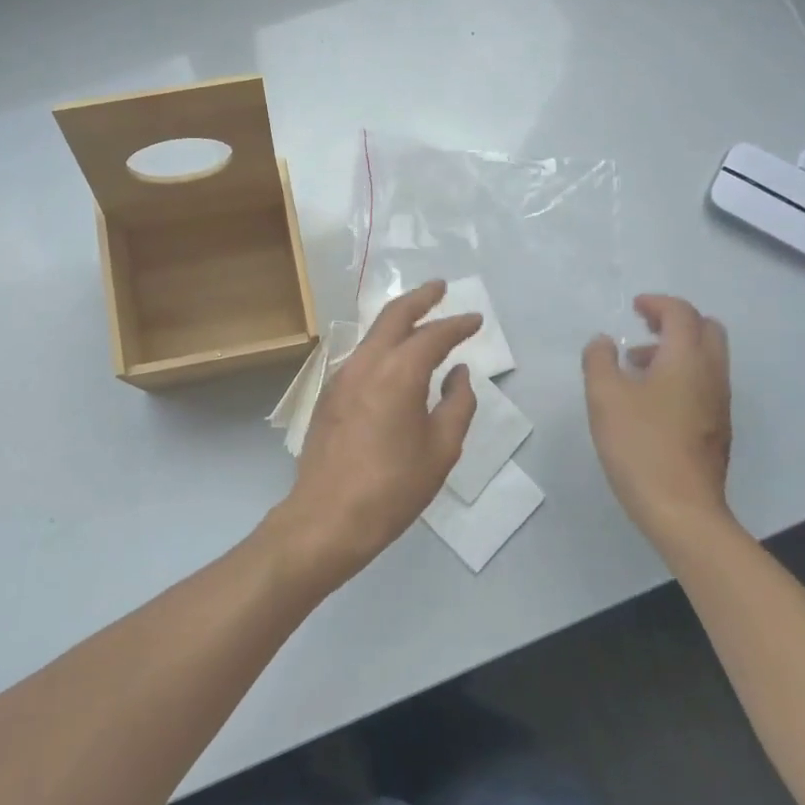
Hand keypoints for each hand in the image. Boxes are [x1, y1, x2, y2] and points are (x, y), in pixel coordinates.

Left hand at [264, 281, 480, 592]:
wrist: (328, 516)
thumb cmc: (393, 487)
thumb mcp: (441, 449)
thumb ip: (457, 404)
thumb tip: (458, 372)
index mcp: (398, 373)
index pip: (433, 335)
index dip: (457, 324)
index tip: (476, 319)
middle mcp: (365, 363)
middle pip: (394, 315)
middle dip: (420, 297)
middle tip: (441, 287)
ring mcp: (341, 376)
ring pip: (373, 333)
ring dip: (398, 320)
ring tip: (420, 317)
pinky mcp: (328, 393)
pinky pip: (360, 356)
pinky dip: (382, 344)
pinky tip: (393, 357)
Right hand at [582, 295, 734, 550]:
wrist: (681, 508)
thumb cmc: (639, 445)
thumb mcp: (604, 396)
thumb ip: (599, 360)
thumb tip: (604, 341)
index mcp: (687, 359)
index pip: (681, 313)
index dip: (657, 303)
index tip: (634, 307)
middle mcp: (712, 374)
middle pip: (706, 329)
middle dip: (676, 321)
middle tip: (644, 327)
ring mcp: (719, 403)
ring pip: (707, 358)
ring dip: (677, 349)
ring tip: (637, 366)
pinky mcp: (717, 428)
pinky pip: (705, 383)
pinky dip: (683, 373)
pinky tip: (651, 400)